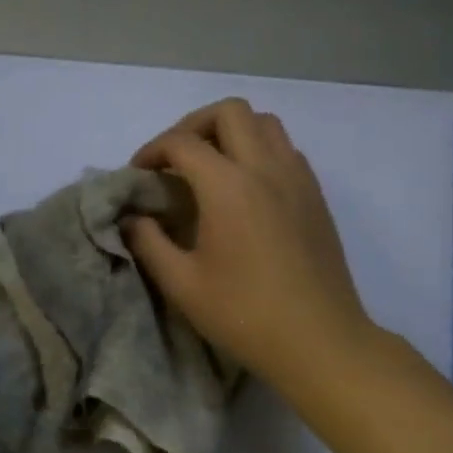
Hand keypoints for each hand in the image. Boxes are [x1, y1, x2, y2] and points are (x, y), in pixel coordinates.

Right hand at [124, 98, 379, 404]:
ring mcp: (297, 178)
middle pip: (228, 112)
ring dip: (230, 131)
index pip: (181, 143)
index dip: (152, 150)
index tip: (138, 174)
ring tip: (210, 165)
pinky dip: (258, 150)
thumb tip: (132, 218)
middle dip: (193, 125)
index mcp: (228, 187)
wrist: (320, 341)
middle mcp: (265, 168)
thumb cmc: (244, 313)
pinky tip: (244, 187)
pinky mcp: (315, 195)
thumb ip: (148, 242)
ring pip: (264, 122)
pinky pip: (285, 149)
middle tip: (174, 158)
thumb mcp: (181, 283)